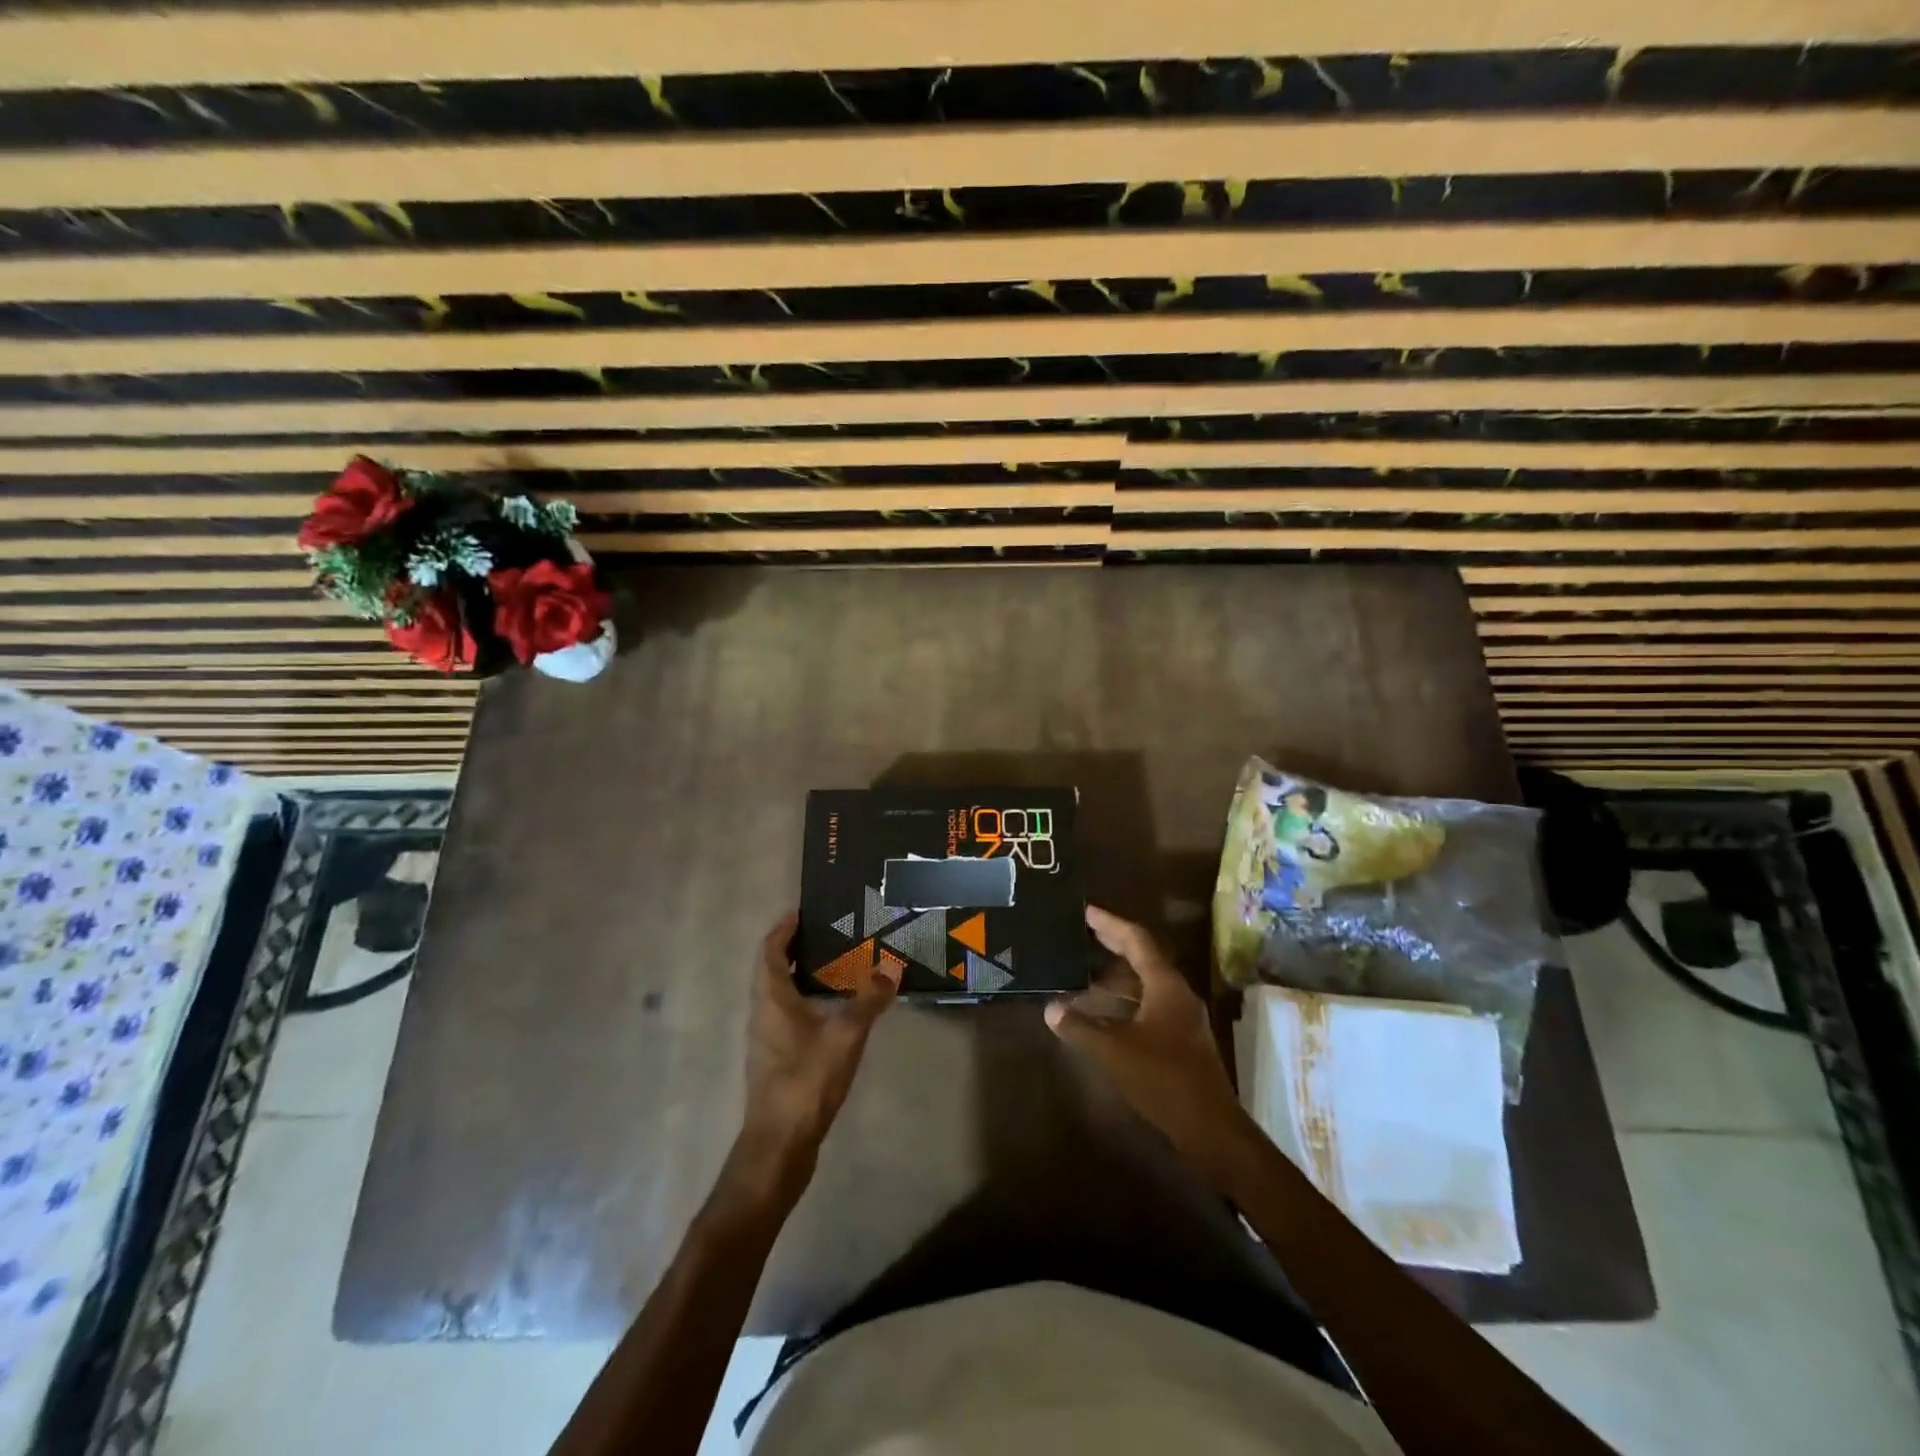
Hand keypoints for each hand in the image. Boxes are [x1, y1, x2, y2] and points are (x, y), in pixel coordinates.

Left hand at [729, 912, 899, 1204]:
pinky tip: (830, 1012)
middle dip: (793, 950)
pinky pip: (785, 1017)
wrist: (779, 1144)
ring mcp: (765, 1040)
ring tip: (832, 967)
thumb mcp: (845, 1035)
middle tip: (825, 935)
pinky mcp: (774, 1061)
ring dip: (798, 977)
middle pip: (771, 971)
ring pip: (777, 995)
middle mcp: (761, 1013)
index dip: (783, 929)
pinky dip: (803, 1002)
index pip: (770, 951)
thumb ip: (869, 1000)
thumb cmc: (806, 1080)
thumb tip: (891, 966)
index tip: (801, 912)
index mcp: (771, 998)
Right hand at [1046, 906, 1254, 1184]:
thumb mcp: (1113, 1051)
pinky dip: (1124, 1002)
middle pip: (1143, 957)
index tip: (1086, 911)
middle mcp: (1177, 993)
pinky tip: (1102, 1015)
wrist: (1210, 1127)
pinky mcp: (1181, 1040)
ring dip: (1116, 977)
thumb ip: (1080, 1028)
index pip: (1136, 940)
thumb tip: (1052, 1009)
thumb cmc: (1162, 1078)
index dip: (1110, 923)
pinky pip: (1148, 1005)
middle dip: (1113, 944)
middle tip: (1083, 933)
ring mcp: (1182, 1017)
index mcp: (1165, 985)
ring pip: (1145, 984)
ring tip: (1083, 974)